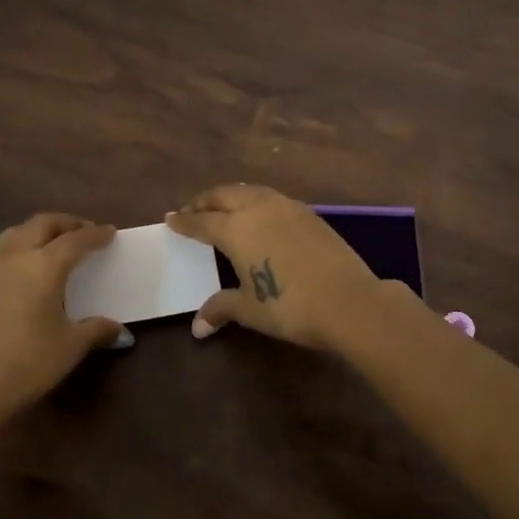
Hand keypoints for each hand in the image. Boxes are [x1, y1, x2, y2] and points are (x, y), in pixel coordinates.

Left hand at [0, 212, 129, 423]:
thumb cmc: (28, 362)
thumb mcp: (70, 347)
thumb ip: (95, 330)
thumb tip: (119, 330)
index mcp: (44, 265)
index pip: (75, 240)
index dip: (95, 235)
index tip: (110, 232)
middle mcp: (16, 257)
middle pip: (42, 224)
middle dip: (65, 223)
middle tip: (84, 231)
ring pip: (16, 232)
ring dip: (38, 230)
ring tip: (53, 242)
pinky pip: (1, 250)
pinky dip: (20, 245)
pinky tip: (27, 266)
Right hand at [166, 184, 404, 352]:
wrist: (348, 300)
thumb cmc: (289, 306)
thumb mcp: (249, 309)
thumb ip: (221, 309)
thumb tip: (198, 327)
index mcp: (236, 228)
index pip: (201, 221)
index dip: (184, 221)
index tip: (170, 219)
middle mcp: (258, 208)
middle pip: (224, 195)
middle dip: (205, 201)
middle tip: (193, 211)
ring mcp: (286, 207)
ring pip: (250, 191)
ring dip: (232, 196)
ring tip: (224, 208)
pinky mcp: (309, 213)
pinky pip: (272, 198)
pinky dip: (256, 201)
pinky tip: (260, 216)